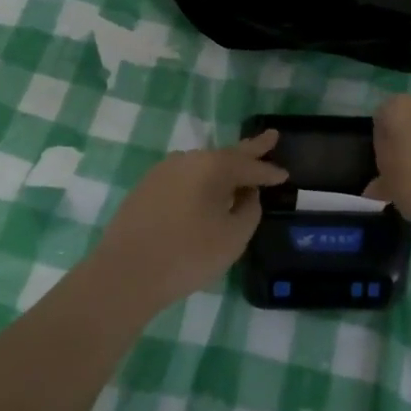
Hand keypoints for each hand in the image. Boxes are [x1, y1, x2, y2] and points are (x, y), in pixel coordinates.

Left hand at [89, 132, 288, 313]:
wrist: (125, 274)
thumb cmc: (188, 255)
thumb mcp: (233, 237)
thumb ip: (249, 210)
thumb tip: (247, 195)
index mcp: (213, 166)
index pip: (250, 166)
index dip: (270, 172)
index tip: (285, 174)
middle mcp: (188, 159)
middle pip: (227, 153)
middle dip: (251, 148)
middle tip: (272, 136)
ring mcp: (163, 171)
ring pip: (203, 164)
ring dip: (224, 167)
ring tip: (240, 169)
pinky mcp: (146, 188)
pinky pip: (185, 177)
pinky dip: (201, 180)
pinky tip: (206, 191)